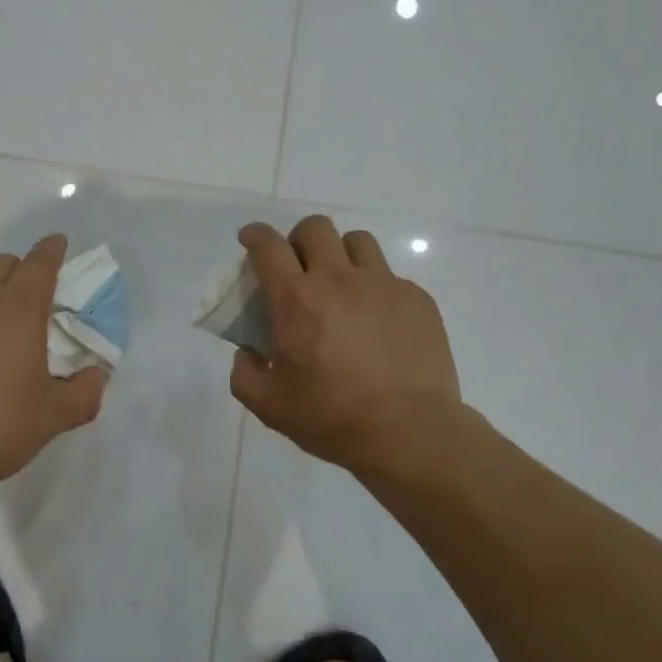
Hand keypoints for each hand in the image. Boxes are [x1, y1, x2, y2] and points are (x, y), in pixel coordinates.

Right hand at [230, 216, 463, 472]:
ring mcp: (382, 285)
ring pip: (357, 242)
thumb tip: (248, 353)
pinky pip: (390, 277)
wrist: (409, 433)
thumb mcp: (269, 406)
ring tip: (341, 285)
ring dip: (341, 255)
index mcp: (296, 298)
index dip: (255, 235)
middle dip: (299, 239)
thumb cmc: (332, 417)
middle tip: (299, 267)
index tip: (250, 240)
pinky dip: (376, 289)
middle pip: (315, 228)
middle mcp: (338, 279)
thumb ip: (245, 374)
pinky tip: (378, 322)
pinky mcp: (416, 299)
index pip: (269, 245)